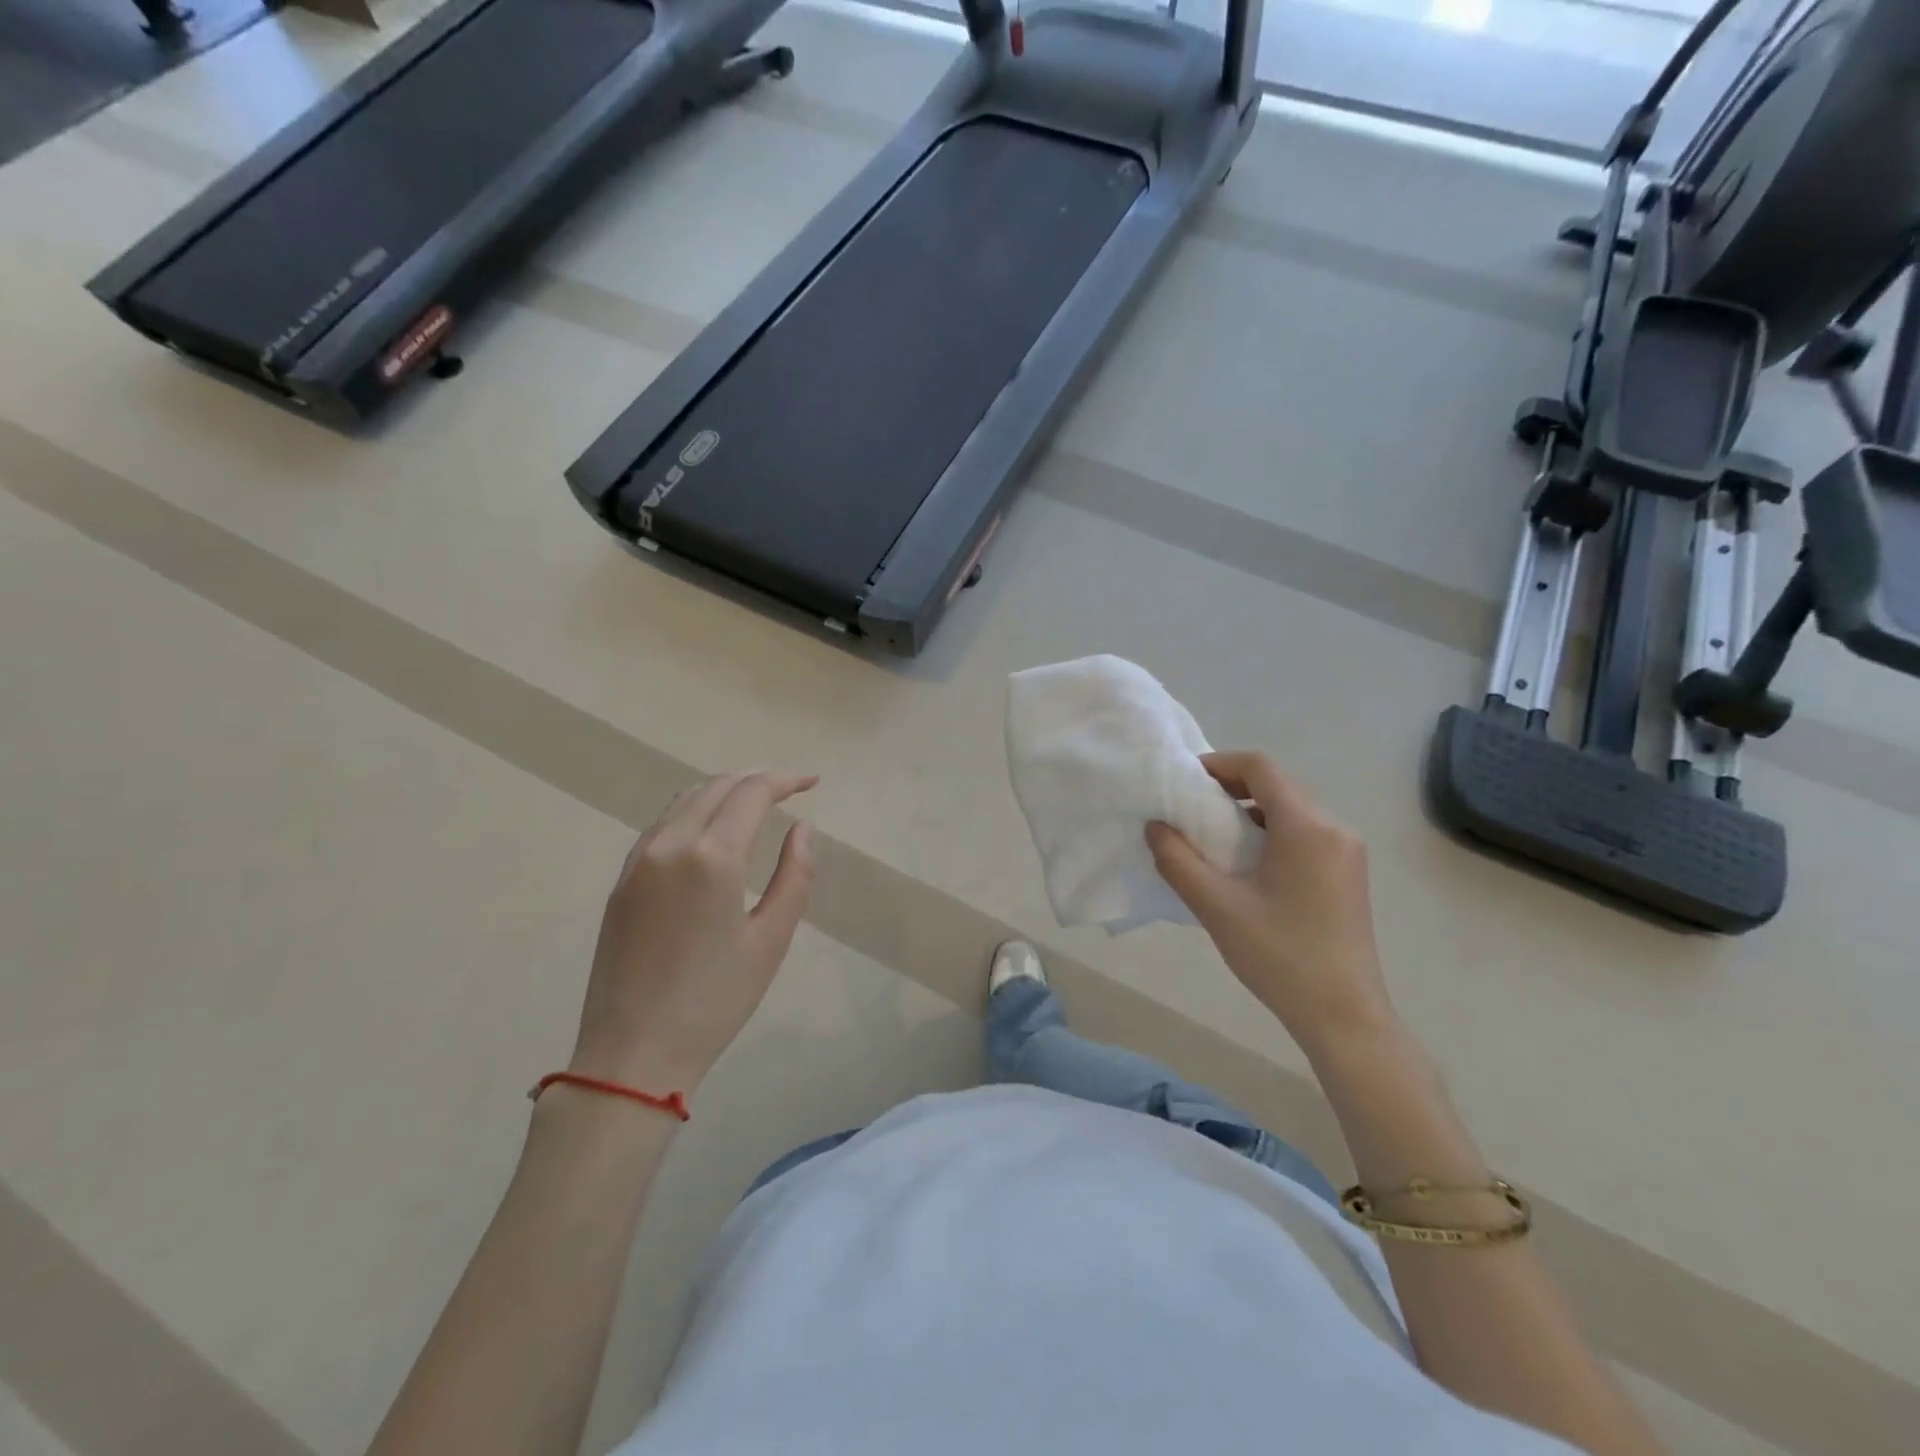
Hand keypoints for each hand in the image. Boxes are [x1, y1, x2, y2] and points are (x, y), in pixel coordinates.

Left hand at [570, 771, 816, 1092]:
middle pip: (717, 786)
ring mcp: (638, 860)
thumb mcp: (771, 939)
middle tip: (790, 788)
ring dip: (724, 790)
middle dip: (757, 779)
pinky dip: (694, 810)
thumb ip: (794, 875)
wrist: (632, 1054)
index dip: (785, 780)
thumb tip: (802, 828)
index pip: (752, 793)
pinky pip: (662, 824)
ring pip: (685, 799)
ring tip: (755, 801)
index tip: (812, 782)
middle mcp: (670, 843)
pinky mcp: (622, 880)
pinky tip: (712, 830)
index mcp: (712, 856)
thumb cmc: (715, 1001)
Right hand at [1146, 751, 1393, 1055]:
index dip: (1218, 764)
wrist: (1344, 1017)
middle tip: (1190, 810)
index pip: (1260, 767)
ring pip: (1291, 809)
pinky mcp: (1348, 874)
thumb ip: (1178, 861)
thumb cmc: (1280, 956)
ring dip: (1249, 812)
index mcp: (1307, 827)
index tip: (1184, 783)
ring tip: (1212, 839)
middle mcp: (1334, 828)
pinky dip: (1269, 832)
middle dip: (1230, 788)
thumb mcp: (1217, 907)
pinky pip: (1304, 833)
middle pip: (1277, 785)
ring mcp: (1347, 852)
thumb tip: (1156, 827)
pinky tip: (1246, 865)